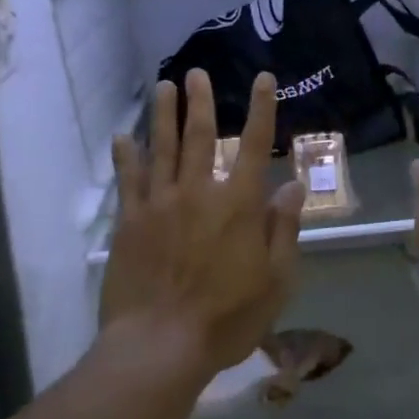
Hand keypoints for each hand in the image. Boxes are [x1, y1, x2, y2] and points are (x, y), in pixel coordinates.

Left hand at [100, 69, 305, 377]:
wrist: (160, 345)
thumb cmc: (228, 317)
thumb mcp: (276, 279)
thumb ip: (284, 228)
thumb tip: (294, 185)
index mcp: (239, 204)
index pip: (254, 145)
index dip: (262, 109)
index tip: (264, 79)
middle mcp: (199, 192)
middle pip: (200, 136)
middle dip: (200, 102)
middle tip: (196, 73)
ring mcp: (160, 204)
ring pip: (162, 149)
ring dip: (163, 115)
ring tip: (164, 87)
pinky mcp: (131, 223)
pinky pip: (129, 180)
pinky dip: (126, 155)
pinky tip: (123, 136)